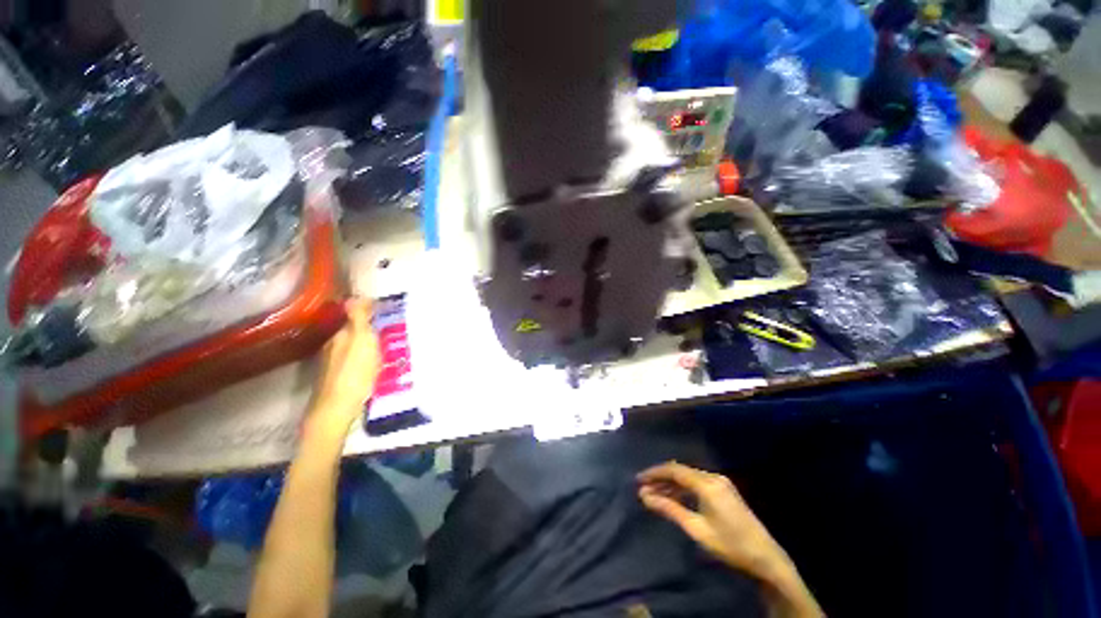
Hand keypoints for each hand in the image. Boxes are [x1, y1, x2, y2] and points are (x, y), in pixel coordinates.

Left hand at [309, 298, 380, 434]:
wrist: (337, 408)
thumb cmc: (355, 372)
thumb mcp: (362, 341)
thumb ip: (358, 319)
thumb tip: (355, 295)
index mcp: (341, 335)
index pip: (355, 315)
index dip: (370, 311)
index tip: (386, 309)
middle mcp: (333, 345)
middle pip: (354, 331)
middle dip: (370, 328)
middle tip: (391, 329)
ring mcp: (333, 363)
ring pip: (353, 346)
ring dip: (367, 344)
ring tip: (386, 347)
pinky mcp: (336, 378)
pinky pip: (353, 360)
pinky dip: (364, 358)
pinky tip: (374, 365)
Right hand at [637, 462, 790, 579]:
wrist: (766, 557)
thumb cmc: (729, 544)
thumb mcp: (696, 528)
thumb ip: (669, 509)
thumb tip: (644, 496)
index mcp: (706, 483)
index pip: (673, 470)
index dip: (654, 473)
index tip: (638, 480)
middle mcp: (712, 477)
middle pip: (680, 471)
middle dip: (661, 478)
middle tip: (644, 488)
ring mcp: (720, 482)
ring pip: (688, 476)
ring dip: (671, 484)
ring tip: (655, 494)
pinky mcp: (724, 489)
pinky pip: (697, 482)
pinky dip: (683, 487)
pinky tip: (675, 497)